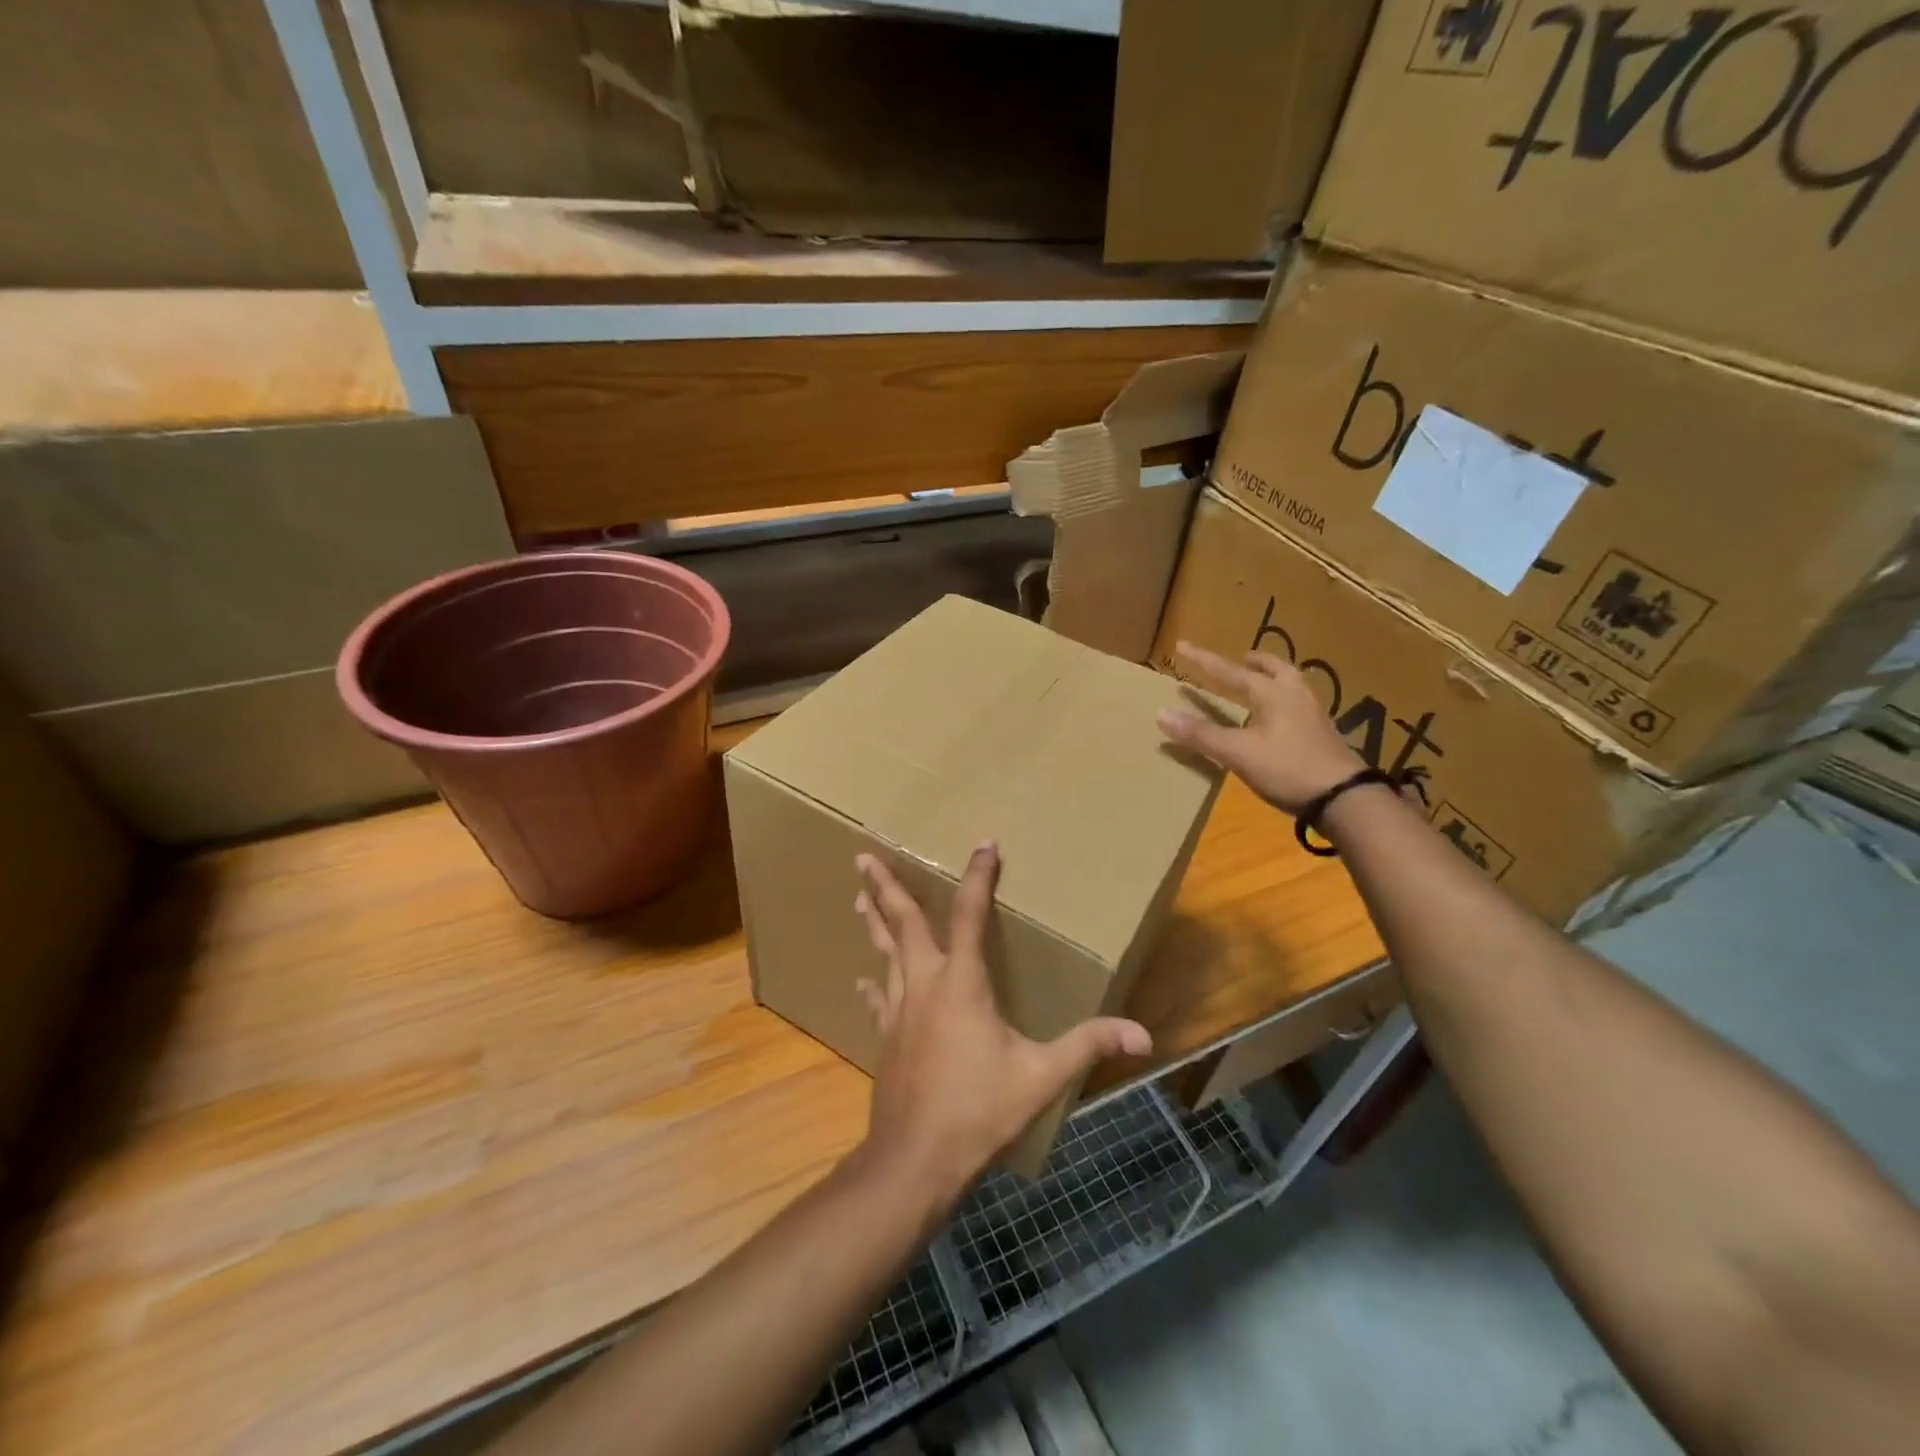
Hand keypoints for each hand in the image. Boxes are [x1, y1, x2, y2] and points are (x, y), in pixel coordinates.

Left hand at [853, 844, 1151, 1202]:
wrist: (915, 1159)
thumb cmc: (979, 1110)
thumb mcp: (1041, 1076)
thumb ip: (1088, 1046)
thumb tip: (1142, 1034)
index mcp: (962, 983)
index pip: (971, 915)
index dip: (979, 877)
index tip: (984, 844)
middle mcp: (925, 984)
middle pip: (903, 923)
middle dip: (886, 887)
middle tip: (863, 857)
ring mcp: (900, 1010)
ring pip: (885, 953)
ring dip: (873, 922)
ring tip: (858, 896)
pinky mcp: (887, 1037)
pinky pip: (879, 998)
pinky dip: (874, 984)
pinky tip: (863, 980)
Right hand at [1156, 641, 1364, 813]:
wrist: (1344, 798)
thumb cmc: (1288, 769)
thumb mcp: (1238, 753)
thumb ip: (1201, 734)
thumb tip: (1162, 713)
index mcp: (1271, 694)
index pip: (1230, 672)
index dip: (1204, 661)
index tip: (1182, 646)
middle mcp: (1295, 696)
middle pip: (1275, 669)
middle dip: (1256, 663)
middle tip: (1243, 657)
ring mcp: (1314, 715)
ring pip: (1293, 685)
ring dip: (1275, 678)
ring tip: (1264, 682)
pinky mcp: (1324, 735)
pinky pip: (1301, 705)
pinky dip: (1286, 700)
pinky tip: (1282, 717)